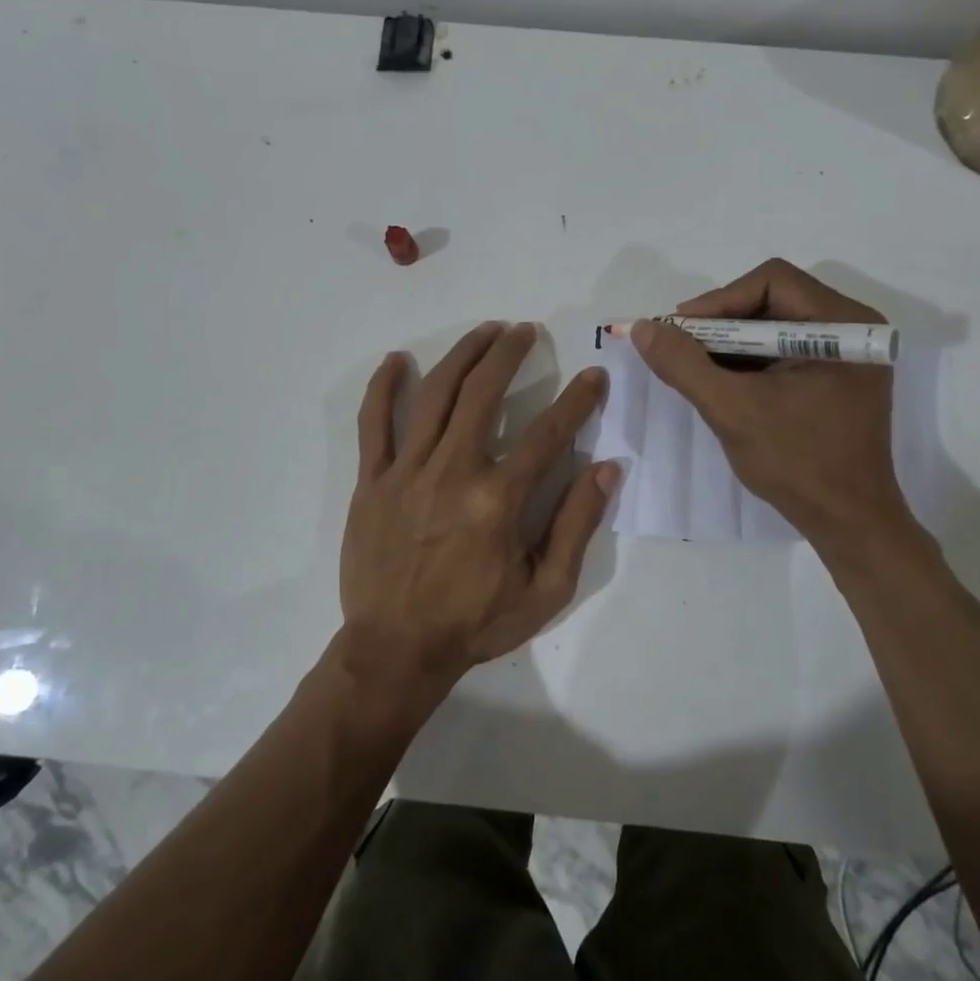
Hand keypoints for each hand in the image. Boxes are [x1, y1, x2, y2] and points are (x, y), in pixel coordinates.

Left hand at [339, 321, 618, 701]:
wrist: (396, 649)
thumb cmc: (476, 622)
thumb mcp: (546, 590)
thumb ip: (577, 525)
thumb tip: (607, 468)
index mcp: (499, 500)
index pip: (548, 433)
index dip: (577, 400)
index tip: (593, 376)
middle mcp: (453, 471)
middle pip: (484, 393)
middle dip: (509, 354)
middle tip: (526, 331)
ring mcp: (407, 472)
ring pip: (435, 395)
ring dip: (462, 355)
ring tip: (485, 331)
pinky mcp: (372, 481)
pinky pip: (374, 424)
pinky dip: (383, 388)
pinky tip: (397, 360)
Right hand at [631, 259, 912, 552]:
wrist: (849, 523)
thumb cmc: (798, 463)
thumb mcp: (732, 410)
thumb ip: (684, 365)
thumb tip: (642, 328)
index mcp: (842, 324)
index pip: (772, 281)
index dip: (718, 301)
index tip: (678, 331)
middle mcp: (852, 328)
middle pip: (773, 299)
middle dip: (720, 323)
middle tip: (680, 347)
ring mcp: (847, 354)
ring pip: (775, 325)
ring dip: (730, 343)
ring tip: (693, 366)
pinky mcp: (836, 377)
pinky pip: (784, 351)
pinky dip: (749, 361)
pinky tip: (721, 382)